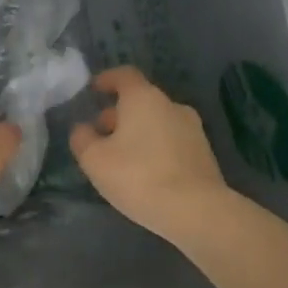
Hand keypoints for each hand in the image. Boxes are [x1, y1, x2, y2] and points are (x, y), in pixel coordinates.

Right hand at [69, 67, 230, 234]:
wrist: (197, 211)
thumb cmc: (139, 177)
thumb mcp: (95, 160)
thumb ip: (82, 139)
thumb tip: (83, 128)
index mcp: (144, 98)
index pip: (124, 75)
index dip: (107, 79)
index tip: (94, 89)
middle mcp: (171, 105)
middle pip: (141, 100)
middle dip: (118, 114)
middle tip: (101, 135)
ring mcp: (192, 129)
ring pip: (157, 122)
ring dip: (138, 133)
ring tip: (122, 159)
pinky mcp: (204, 153)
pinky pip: (172, 142)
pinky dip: (156, 149)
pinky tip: (146, 174)